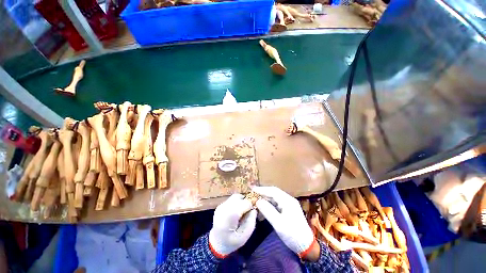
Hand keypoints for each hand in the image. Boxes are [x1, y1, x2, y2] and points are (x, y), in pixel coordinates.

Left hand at [209, 194, 256, 257]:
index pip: (245, 203)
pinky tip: (237, 212)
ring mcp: (221, 206)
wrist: (216, 244)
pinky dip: (237, 202)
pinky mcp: (220, 205)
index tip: (253, 212)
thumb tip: (254, 209)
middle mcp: (224, 208)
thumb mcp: (244, 237)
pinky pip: (232, 199)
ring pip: (235, 197)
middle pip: (239, 198)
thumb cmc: (231, 243)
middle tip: (249, 211)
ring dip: (241, 201)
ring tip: (243, 211)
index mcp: (229, 216)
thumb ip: (251, 222)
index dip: (251, 206)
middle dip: (246, 202)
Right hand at [253, 186, 316, 258]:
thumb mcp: (278, 223)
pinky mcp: (288, 210)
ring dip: (265, 199)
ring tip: (256, 201)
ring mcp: (289, 204)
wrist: (307, 246)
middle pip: (274, 193)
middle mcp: (288, 200)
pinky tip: (263, 207)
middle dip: (263, 193)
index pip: (273, 191)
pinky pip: (277, 204)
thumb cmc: (292, 234)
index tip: (252, 190)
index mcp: (287, 200)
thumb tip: (258, 200)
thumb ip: (267, 210)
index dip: (262, 189)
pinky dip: (269, 204)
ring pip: (275, 198)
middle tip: (253, 194)